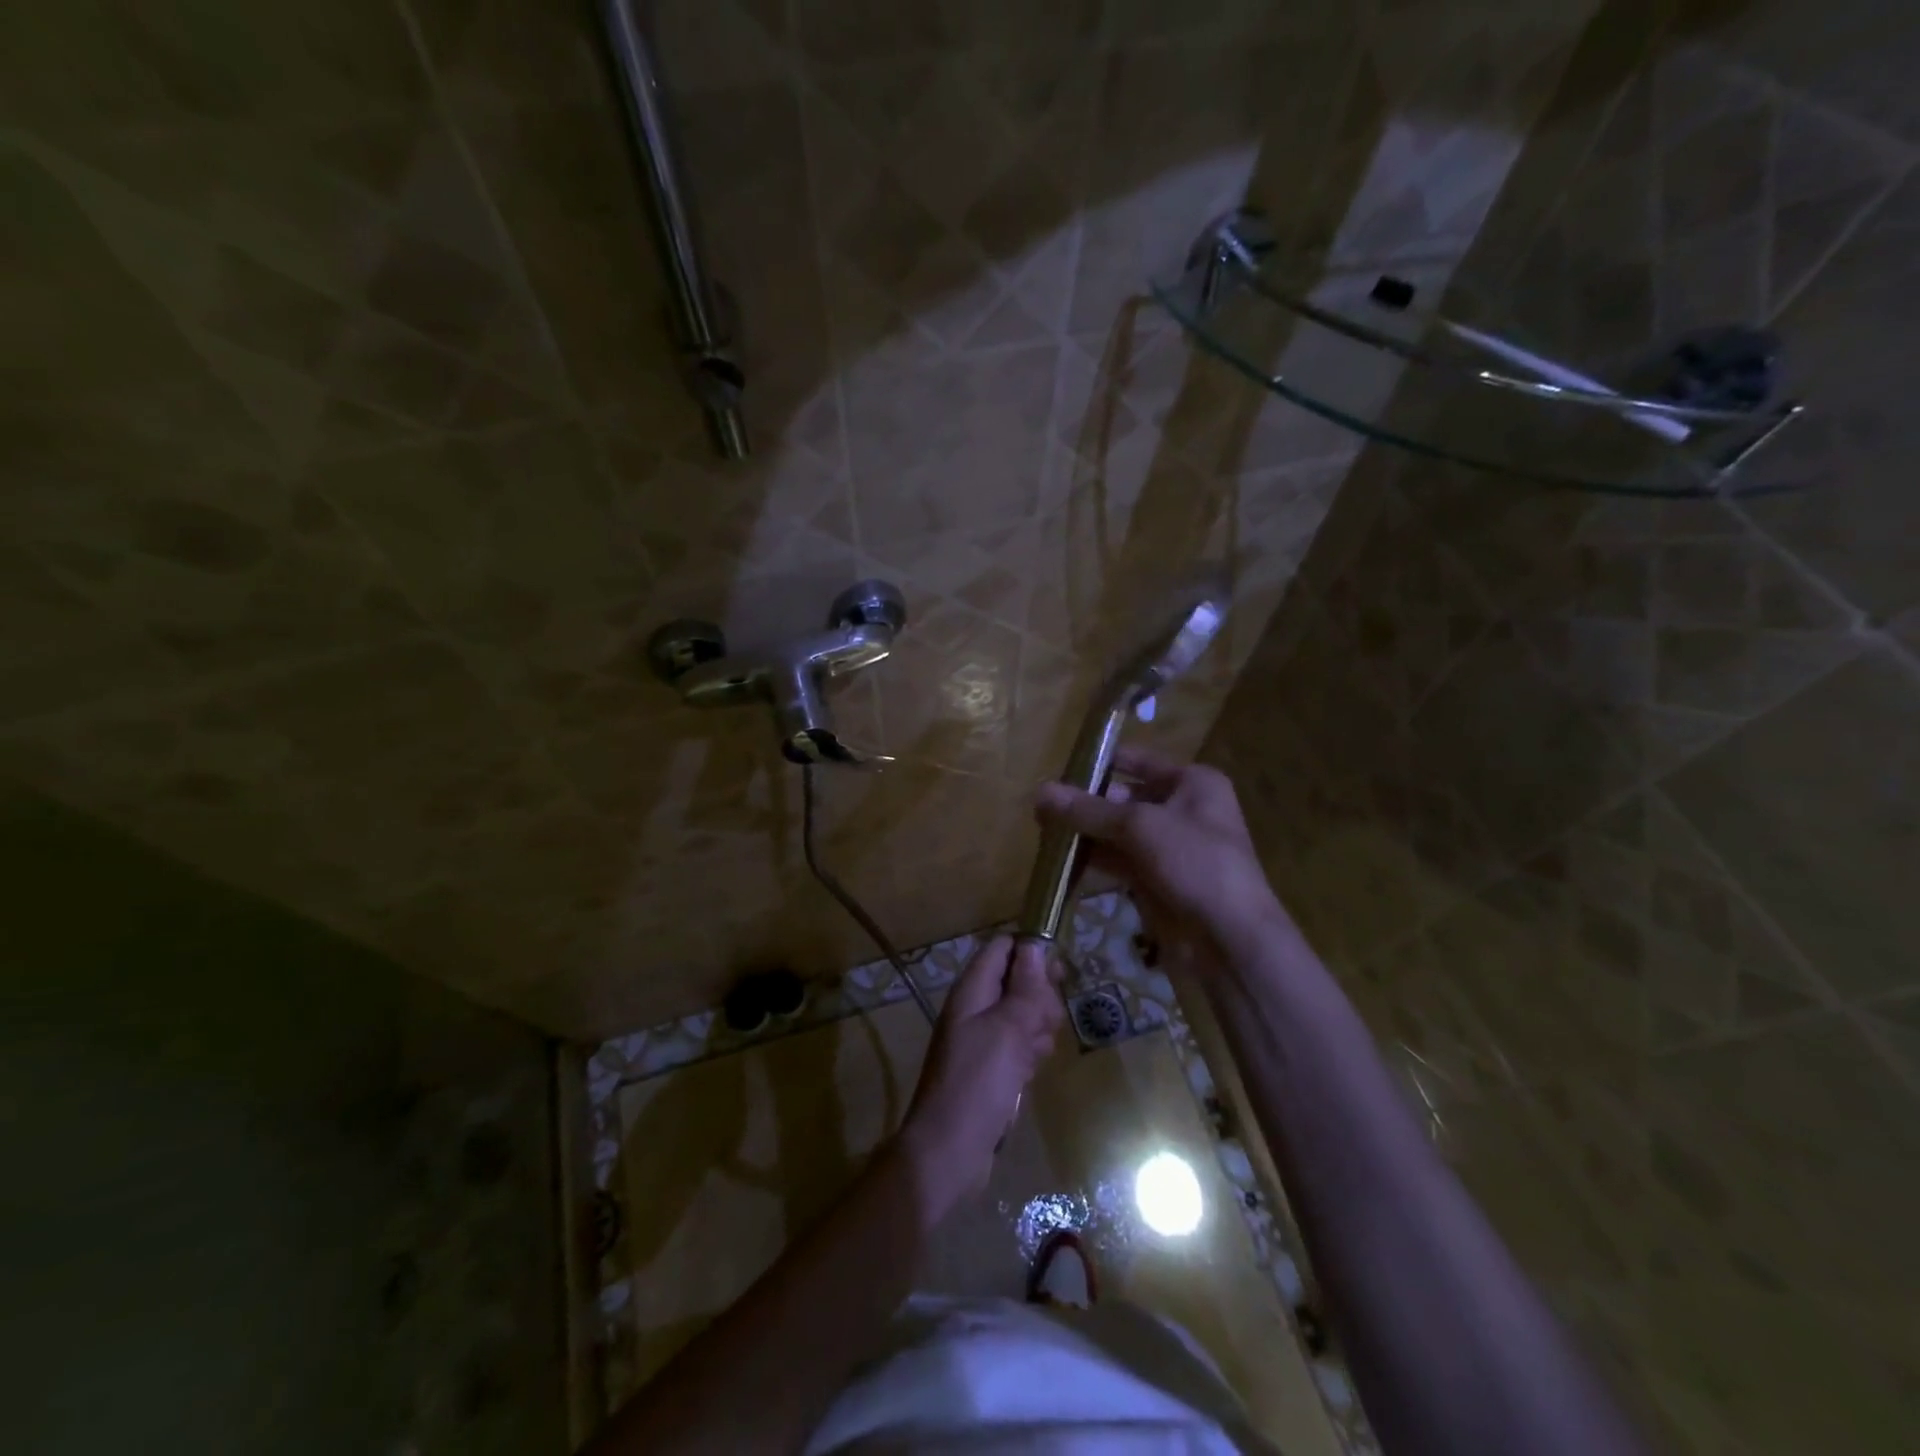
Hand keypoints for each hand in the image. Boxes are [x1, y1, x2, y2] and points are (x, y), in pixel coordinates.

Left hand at [897, 935, 1062, 1221]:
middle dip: (1039, 997)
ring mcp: (983, 1038)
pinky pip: (1020, 1045)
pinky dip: (1030, 1053)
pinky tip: (1031, 1071)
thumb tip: (1034, 946)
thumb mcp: (1008, 1029)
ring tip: (1036, 1052)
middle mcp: (975, 1008)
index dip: (1031, 952)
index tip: (1059, 973)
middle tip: (1045, 1022)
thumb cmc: (977, 1082)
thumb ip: (1025, 987)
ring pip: (1023, 1014)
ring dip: (1038, 1027)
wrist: (950, 1150)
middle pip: (1017, 980)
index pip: (1002, 948)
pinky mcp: (992, 1067)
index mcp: (972, 990)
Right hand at [1035, 747, 1289, 968]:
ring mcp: (1169, 848)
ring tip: (1042, 831)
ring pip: (1117, 832)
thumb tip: (1039, 792)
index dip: (1100, 763)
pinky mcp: (1156, 879)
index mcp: (1193, 783)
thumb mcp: (1139, 827)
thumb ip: (1088, 810)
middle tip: (1042, 807)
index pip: (1138, 761)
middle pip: (1124, 797)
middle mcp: (1182, 810)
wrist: (1229, 938)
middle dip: (1085, 802)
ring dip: (1085, 832)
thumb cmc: (1195, 863)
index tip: (1059, 770)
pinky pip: (1118, 861)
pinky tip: (1060, 858)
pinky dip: (1092, 858)